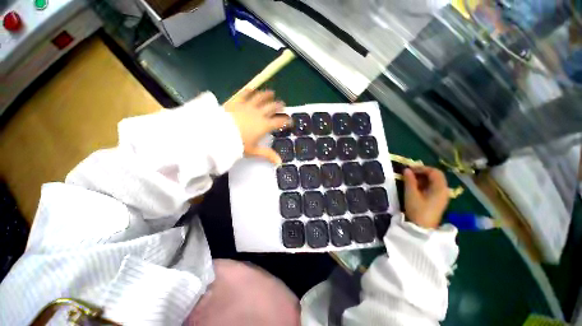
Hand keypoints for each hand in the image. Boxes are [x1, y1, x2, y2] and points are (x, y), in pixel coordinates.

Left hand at [224, 89, 290, 163]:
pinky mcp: (236, 101)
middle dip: (279, 106)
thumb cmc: (238, 144)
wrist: (218, 134)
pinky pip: (245, 94)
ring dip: (267, 95)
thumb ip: (267, 155)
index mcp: (264, 126)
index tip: (290, 121)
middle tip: (282, 105)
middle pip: (272, 107)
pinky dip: (249, 91)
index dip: (286, 121)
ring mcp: (248, 106)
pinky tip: (252, 89)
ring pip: (261, 98)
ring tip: (272, 93)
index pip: (279, 122)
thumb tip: (279, 162)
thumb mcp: (253, 151)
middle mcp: (259, 114)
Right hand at [403, 166, 448, 228]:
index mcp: (440, 188)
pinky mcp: (437, 201)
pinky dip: (424, 184)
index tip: (409, 169)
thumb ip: (409, 180)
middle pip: (436, 176)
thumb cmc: (417, 210)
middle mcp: (444, 190)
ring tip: (410, 179)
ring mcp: (441, 196)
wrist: (422, 228)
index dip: (422, 168)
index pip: (434, 172)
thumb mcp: (411, 194)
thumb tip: (406, 169)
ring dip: (422, 178)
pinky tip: (415, 187)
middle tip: (409, 173)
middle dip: (422, 172)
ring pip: (434, 182)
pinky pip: (432, 188)